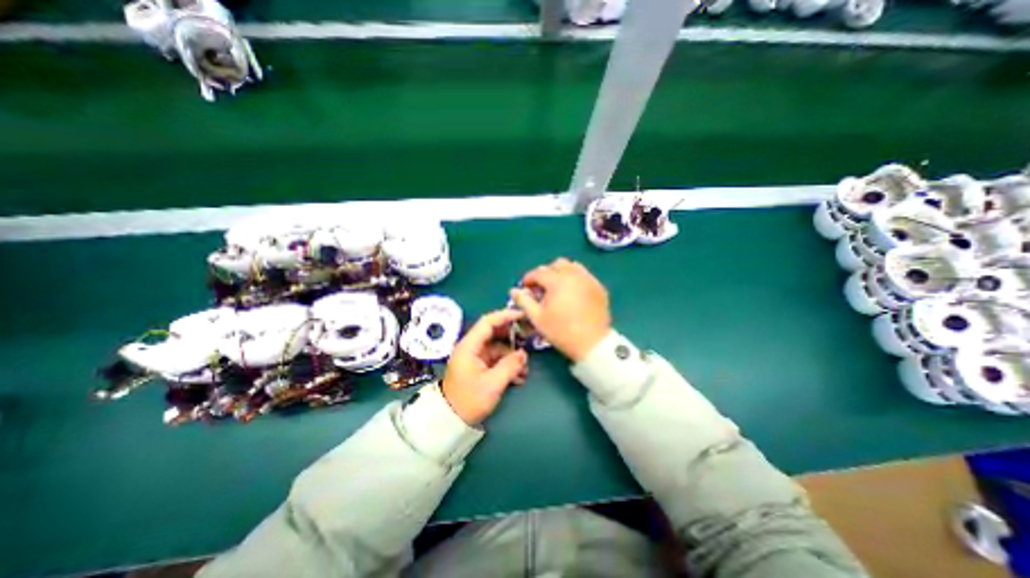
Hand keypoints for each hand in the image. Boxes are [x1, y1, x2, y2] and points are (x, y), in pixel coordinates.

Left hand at [438, 309, 524, 426]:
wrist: (451, 420)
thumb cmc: (468, 400)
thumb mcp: (492, 384)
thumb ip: (510, 366)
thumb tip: (523, 354)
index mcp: (469, 346)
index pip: (487, 322)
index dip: (505, 316)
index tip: (522, 315)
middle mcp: (472, 347)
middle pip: (494, 333)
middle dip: (512, 337)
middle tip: (529, 340)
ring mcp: (476, 357)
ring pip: (498, 348)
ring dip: (512, 356)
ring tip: (525, 370)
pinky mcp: (479, 367)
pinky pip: (497, 359)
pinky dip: (508, 365)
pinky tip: (519, 377)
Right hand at [508, 261, 604, 363]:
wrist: (592, 343)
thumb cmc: (561, 331)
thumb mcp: (537, 318)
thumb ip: (524, 301)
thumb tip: (514, 290)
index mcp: (557, 280)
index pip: (538, 272)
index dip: (529, 278)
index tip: (525, 287)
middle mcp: (574, 274)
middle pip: (556, 264)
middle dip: (546, 273)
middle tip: (542, 287)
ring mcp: (589, 279)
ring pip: (572, 266)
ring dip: (562, 272)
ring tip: (557, 287)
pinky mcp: (599, 287)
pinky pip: (584, 275)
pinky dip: (575, 278)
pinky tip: (573, 292)